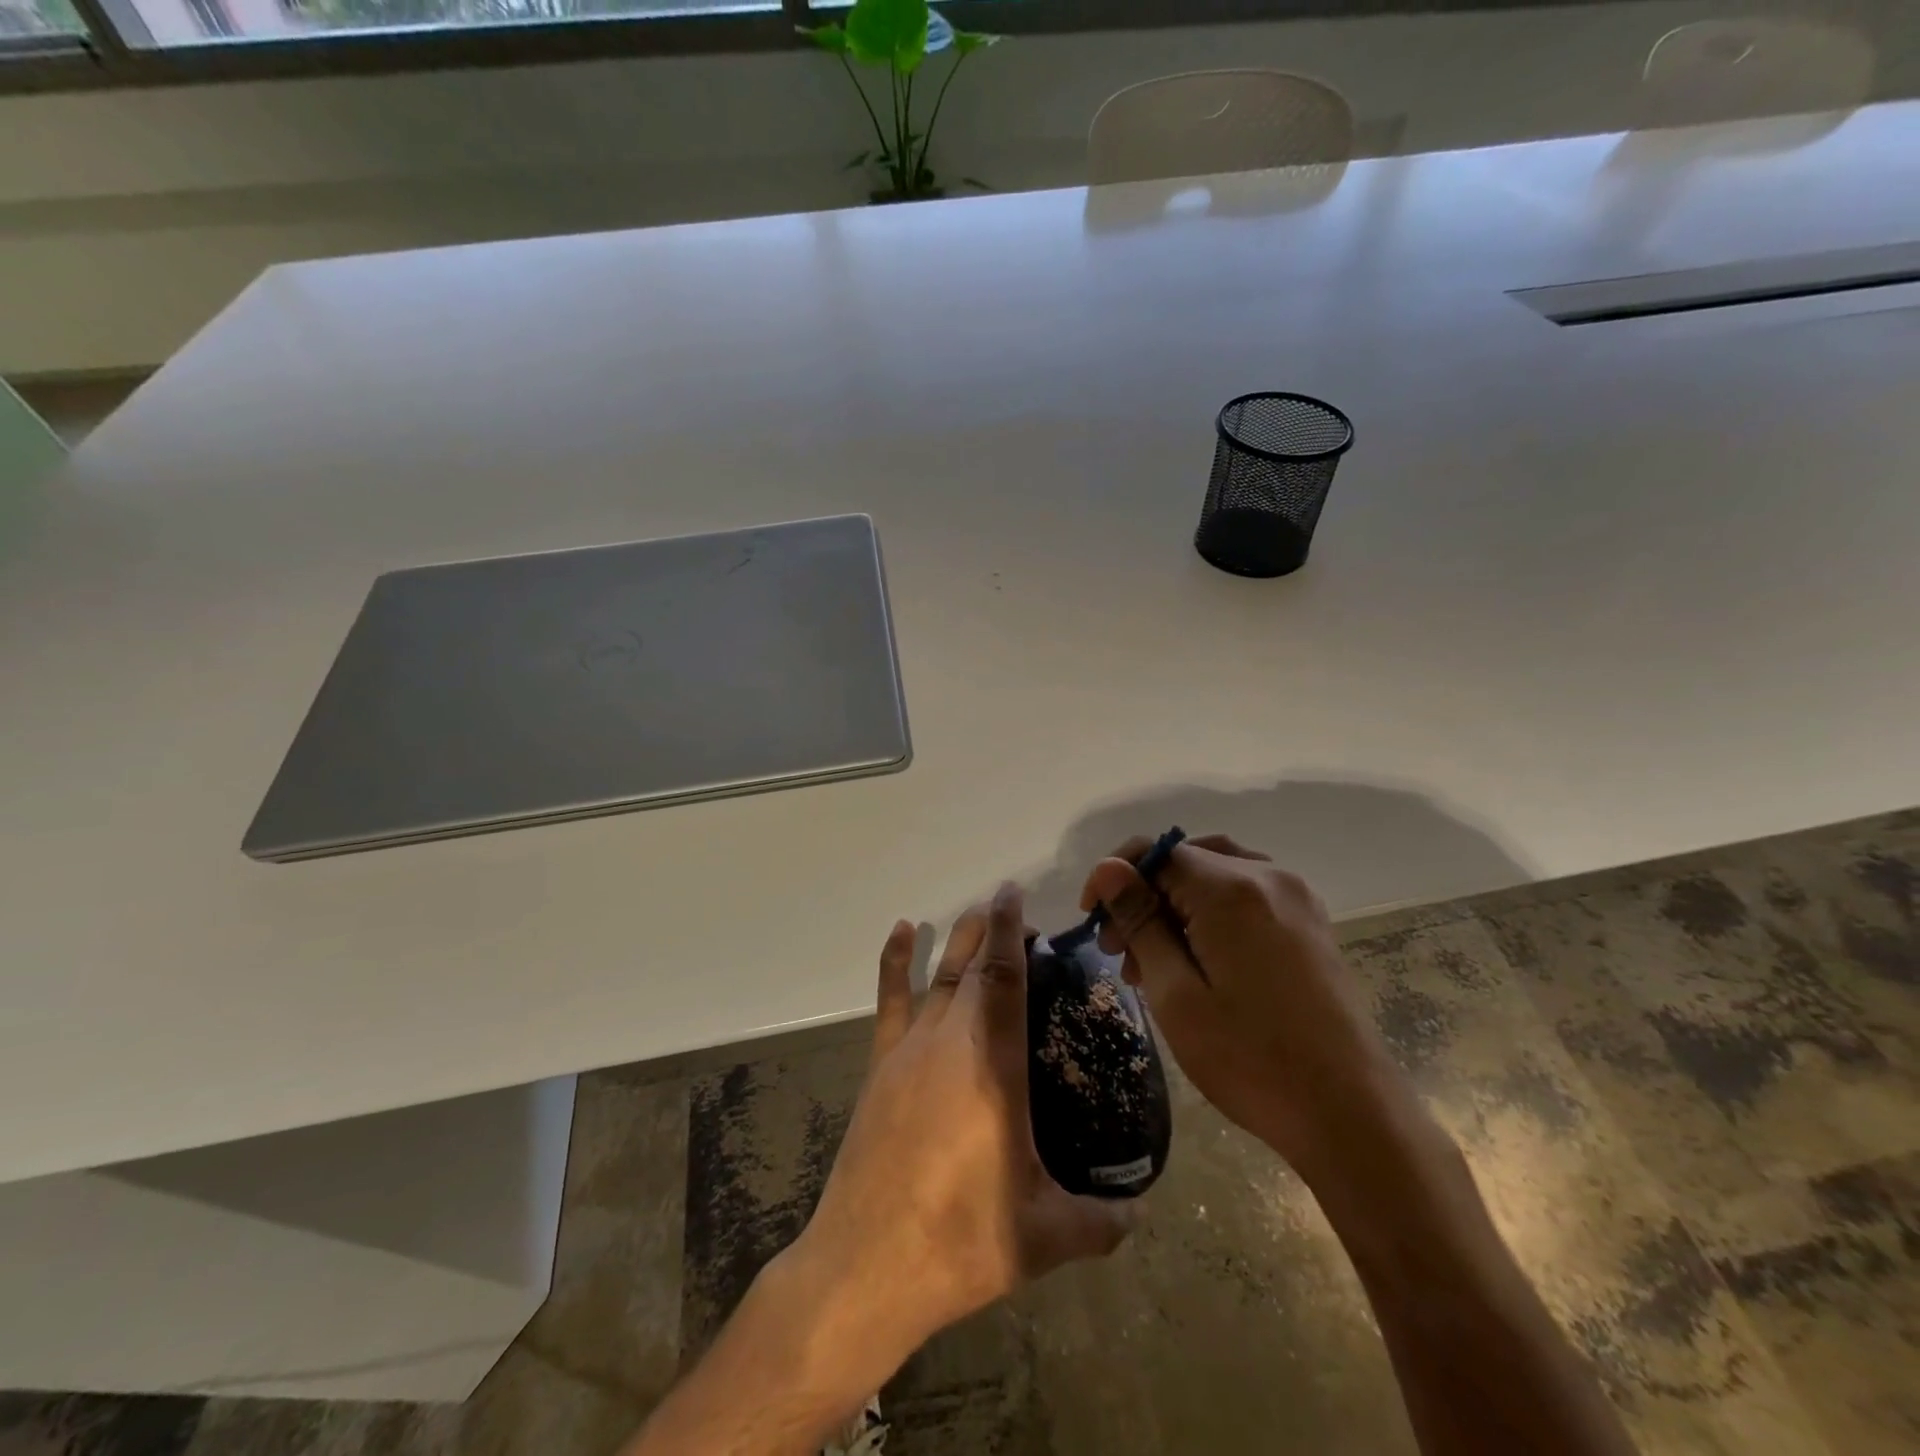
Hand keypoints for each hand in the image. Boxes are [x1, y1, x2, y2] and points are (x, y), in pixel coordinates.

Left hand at [783, 884, 1134, 1381]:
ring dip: (959, 943)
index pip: (1004, 977)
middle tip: (1018, 916)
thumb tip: (1140, 1214)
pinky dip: (895, 961)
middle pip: (972, 967)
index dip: (1011, 930)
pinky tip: (903, 931)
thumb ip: (1101, 1222)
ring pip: (938, 977)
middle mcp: (949, 1040)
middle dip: (994, 932)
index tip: (1017, 894)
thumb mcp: (1044, 1235)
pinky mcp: (880, 1067)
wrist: (867, 1264)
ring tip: (977, 917)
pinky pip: (889, 1000)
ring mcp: (909, 1051)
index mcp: (992, 1064)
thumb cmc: (961, 1239)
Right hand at [1080, 835, 1415, 1179]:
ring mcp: (1297, 899)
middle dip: (1144, 894)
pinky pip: (1247, 894)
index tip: (1091, 921)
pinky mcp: (1311, 924)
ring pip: (1216, 873)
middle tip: (1119, 950)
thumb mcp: (1176, 994)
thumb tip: (1108, 868)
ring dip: (1176, 903)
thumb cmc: (1251, 1059)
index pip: (1156, 853)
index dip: (1114, 879)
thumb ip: (1140, 922)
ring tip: (1154, 960)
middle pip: (1186, 860)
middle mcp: (1269, 877)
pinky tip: (1199, 958)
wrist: (1352, 1115)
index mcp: (1232, 889)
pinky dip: (1211, 911)